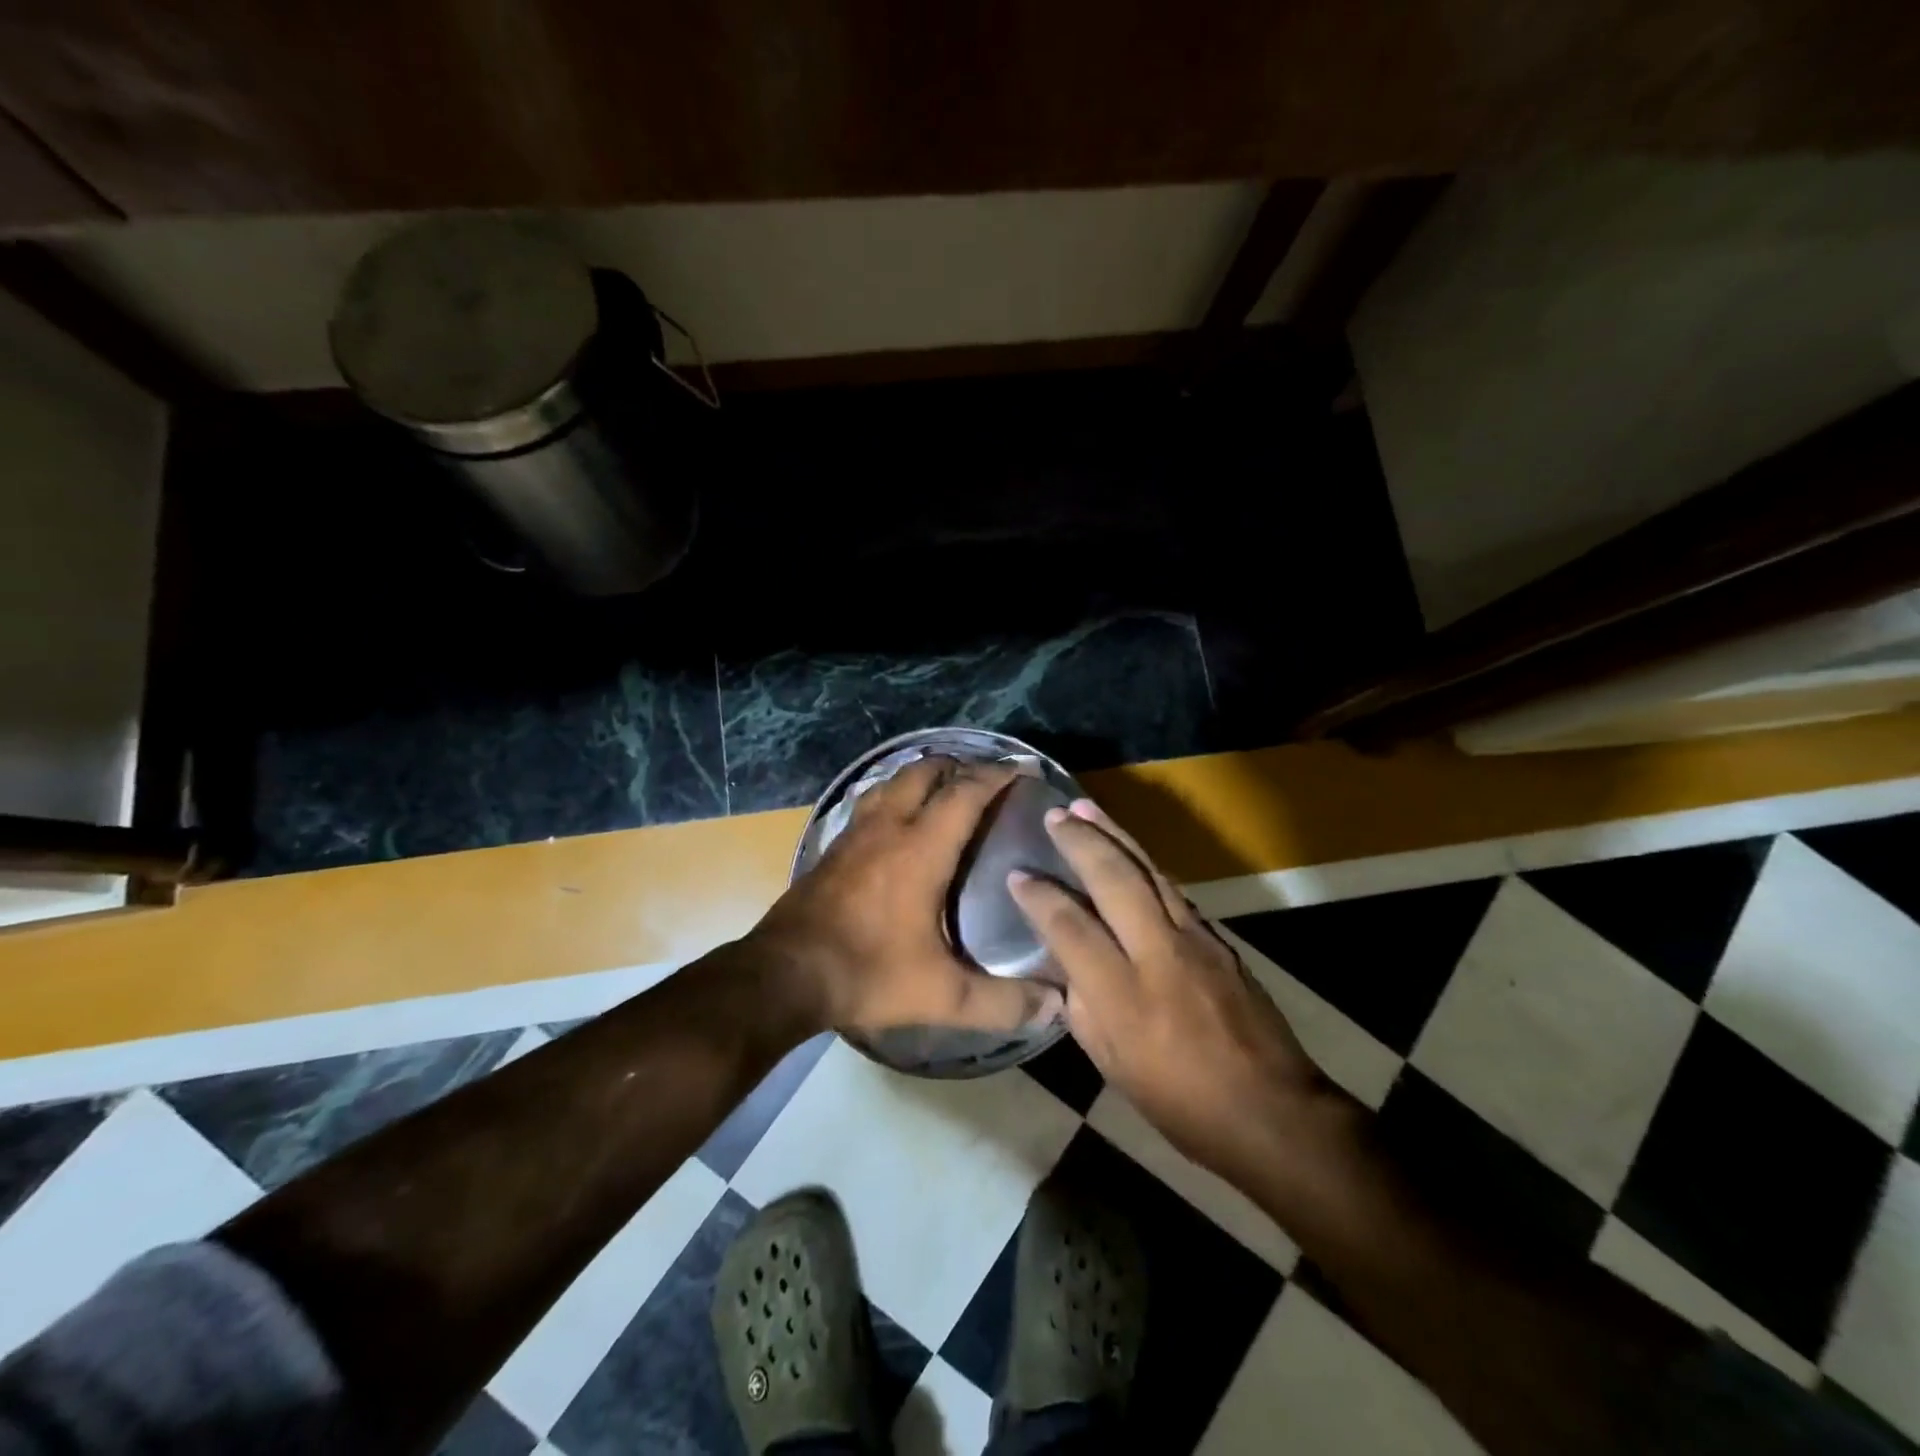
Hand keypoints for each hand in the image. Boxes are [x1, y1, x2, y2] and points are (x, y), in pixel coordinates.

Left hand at [749, 756, 1064, 1039]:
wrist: (784, 973)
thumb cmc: (867, 972)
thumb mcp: (941, 994)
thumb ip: (1001, 1001)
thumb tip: (1056, 1006)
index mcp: (921, 848)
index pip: (965, 792)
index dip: (997, 774)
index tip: (1023, 767)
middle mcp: (888, 827)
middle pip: (925, 770)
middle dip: (959, 765)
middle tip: (985, 778)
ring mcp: (855, 833)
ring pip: (892, 780)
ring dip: (922, 775)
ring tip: (945, 789)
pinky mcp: (833, 847)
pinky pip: (870, 802)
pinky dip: (893, 796)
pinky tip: (897, 821)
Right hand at [1008, 798, 1325, 1184]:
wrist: (1271, 1111)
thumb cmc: (1180, 1102)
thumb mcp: (1113, 1065)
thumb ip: (1083, 1007)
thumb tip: (1067, 966)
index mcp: (1124, 994)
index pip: (1070, 926)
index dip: (1039, 897)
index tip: (1017, 875)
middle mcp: (1158, 953)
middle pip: (1114, 879)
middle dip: (1081, 841)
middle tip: (1055, 815)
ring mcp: (1195, 940)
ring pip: (1148, 871)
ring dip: (1115, 835)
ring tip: (1087, 808)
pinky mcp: (1219, 939)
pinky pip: (1172, 889)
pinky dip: (1144, 863)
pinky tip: (1129, 851)